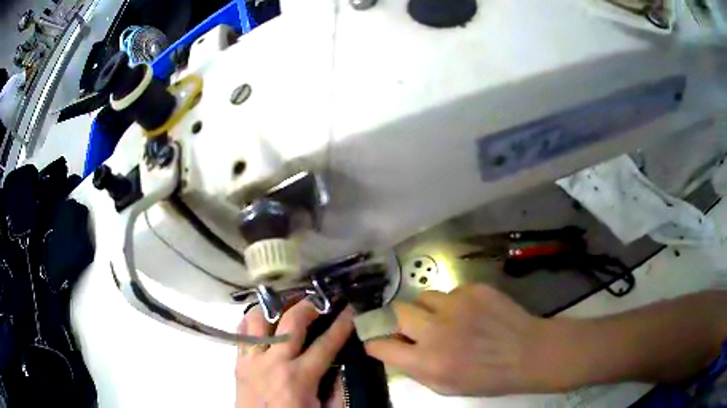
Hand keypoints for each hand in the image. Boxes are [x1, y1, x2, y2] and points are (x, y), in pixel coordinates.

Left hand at [235, 301, 353, 407]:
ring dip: (274, 307)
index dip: (342, 325)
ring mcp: (251, 360)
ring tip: (287, 305)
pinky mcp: (237, 363)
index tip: (351, 309)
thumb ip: (337, 389)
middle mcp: (273, 362)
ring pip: (258, 319)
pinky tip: (263, 320)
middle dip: (309, 305)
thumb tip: (344, 365)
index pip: (326, 344)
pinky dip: (252, 321)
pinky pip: (241, 332)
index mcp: (299, 378)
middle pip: (291, 322)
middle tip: (319, 301)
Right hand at [365, 284, 548, 396]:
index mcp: (428, 361)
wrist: (528, 353)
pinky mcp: (474, 288)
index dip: (374, 341)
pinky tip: (472, 313)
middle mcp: (436, 330)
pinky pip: (451, 292)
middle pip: (395, 312)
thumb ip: (416, 370)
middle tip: (408, 325)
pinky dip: (454, 303)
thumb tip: (395, 351)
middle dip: (395, 319)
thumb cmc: (488, 378)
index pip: (380, 345)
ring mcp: (456, 305)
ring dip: (427, 309)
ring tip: (444, 318)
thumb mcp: (446, 387)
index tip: (376, 339)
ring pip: (424, 297)